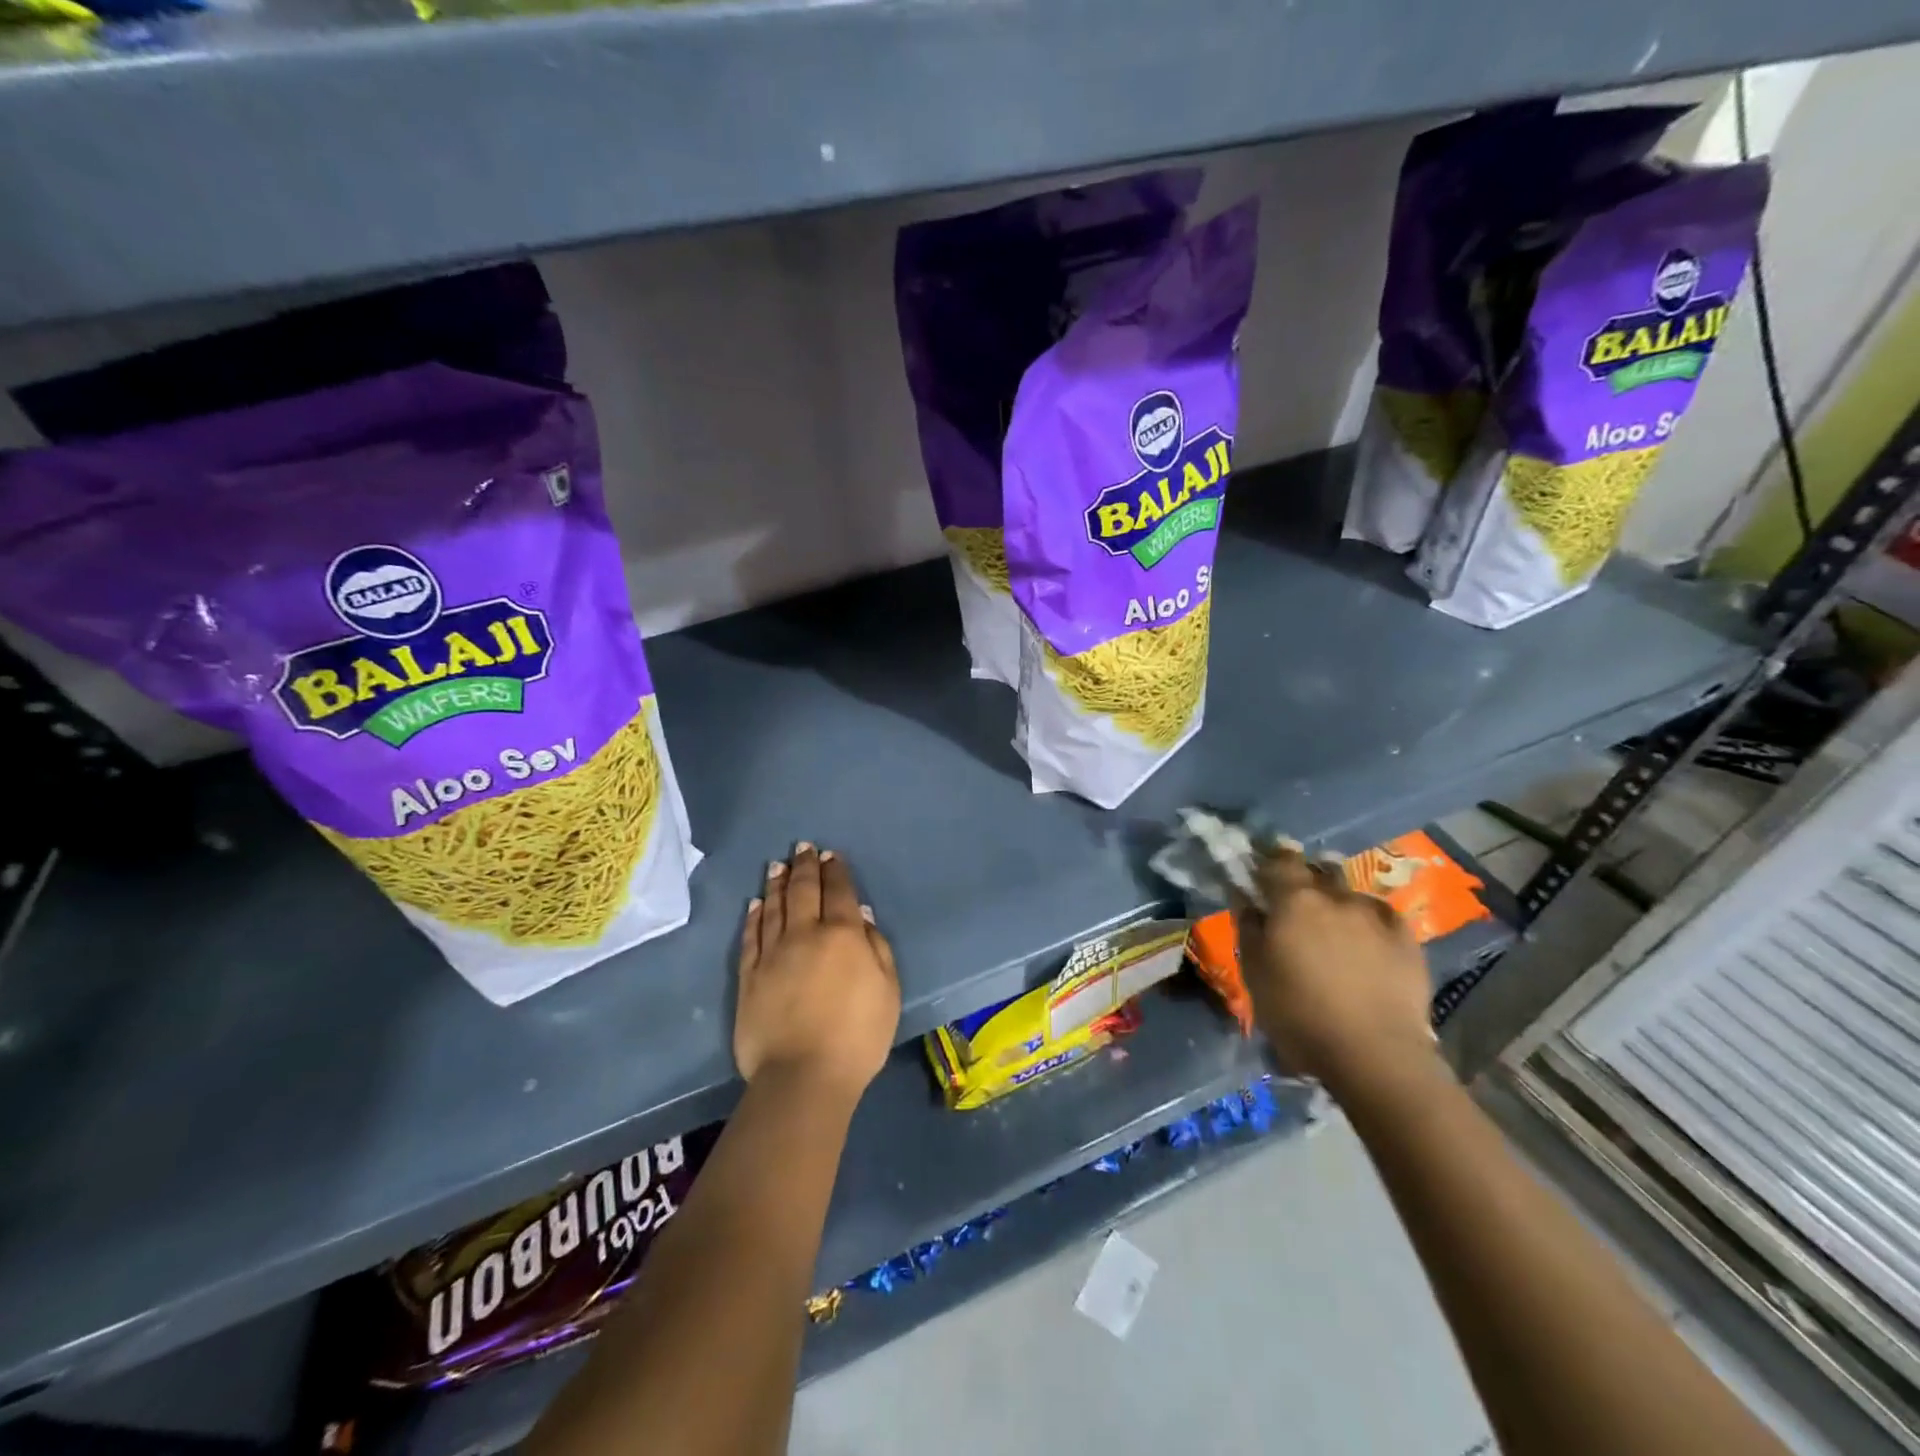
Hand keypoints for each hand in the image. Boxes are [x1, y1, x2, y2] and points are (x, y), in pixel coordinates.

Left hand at [734, 843, 901, 1103]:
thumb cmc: (858, 1035)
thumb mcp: (888, 990)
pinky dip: (754, 916)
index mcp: (844, 935)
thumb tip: (861, 916)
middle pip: (804, 891)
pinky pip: (751, 936)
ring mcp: (773, 953)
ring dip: (778, 883)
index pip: (840, 893)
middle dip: (805, 866)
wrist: (803, 1076)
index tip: (832, 855)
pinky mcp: (749, 975)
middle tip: (803, 848)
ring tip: (777, 865)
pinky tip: (756, 903)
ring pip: (775, 907)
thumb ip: (877, 948)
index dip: (836, 871)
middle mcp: (806, 934)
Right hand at [1236, 847, 1435, 1091]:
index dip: (1269, 860)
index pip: (1279, 860)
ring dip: (1337, 901)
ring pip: (1350, 894)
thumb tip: (1246, 899)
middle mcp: (1336, 897)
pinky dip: (1369, 921)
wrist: (1375, 1054)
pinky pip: (1381, 916)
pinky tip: (1367, 940)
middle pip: (1317, 871)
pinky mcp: (1407, 938)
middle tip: (1296, 902)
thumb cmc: (1299, 1014)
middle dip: (1305, 879)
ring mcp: (1376, 915)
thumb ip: (1248, 928)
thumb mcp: (1254, 973)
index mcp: (1294, 901)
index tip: (1261, 870)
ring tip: (1334, 926)